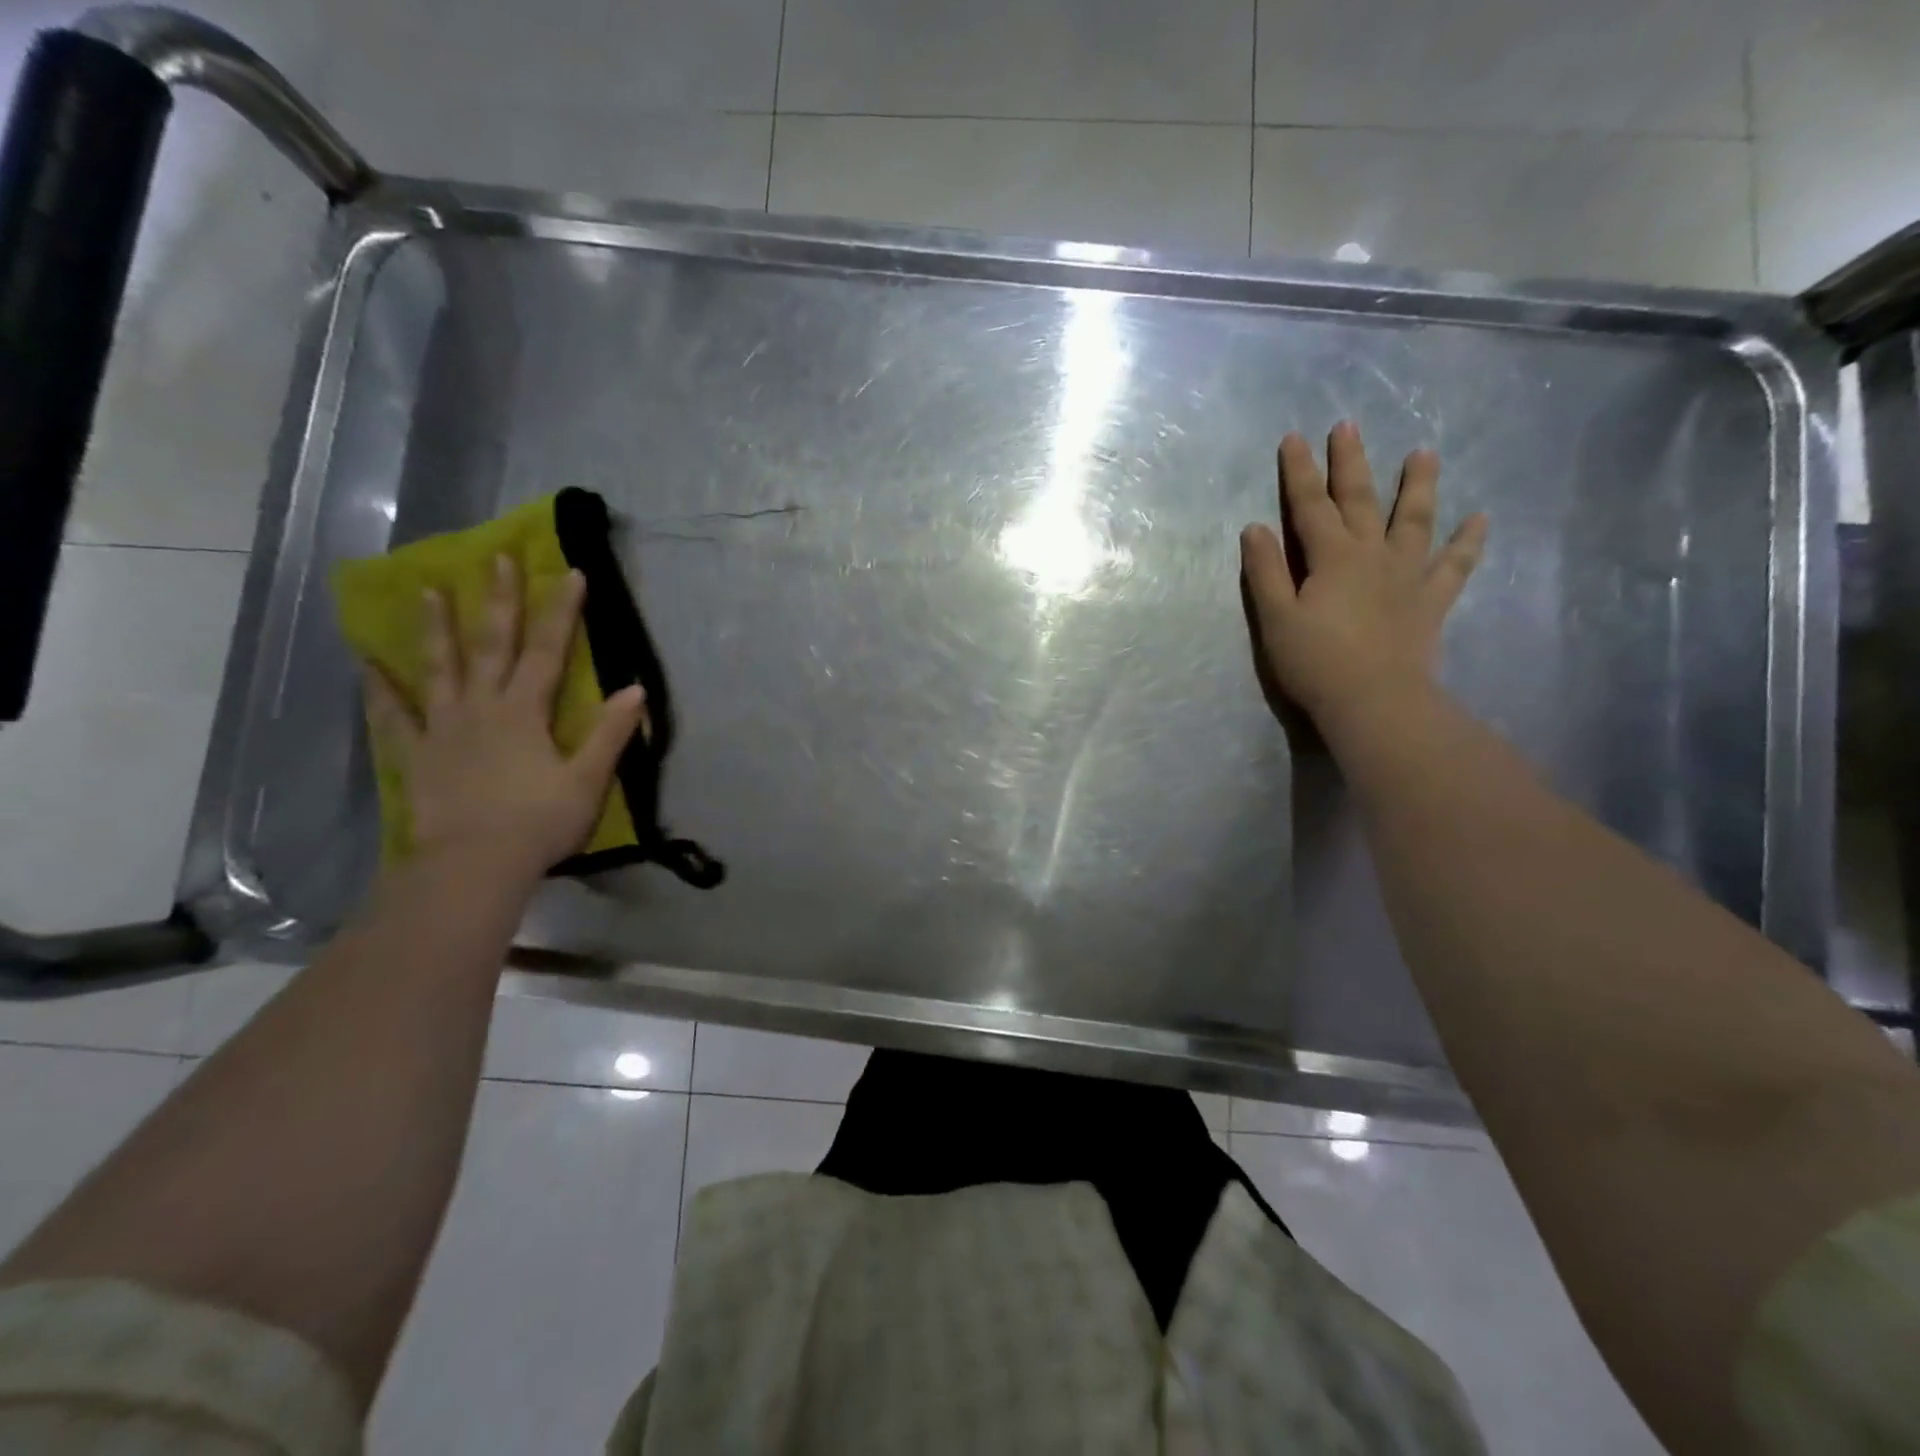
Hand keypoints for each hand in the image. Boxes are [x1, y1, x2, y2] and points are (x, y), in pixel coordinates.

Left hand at [363, 556, 648, 885]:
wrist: (474, 866)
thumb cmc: (539, 823)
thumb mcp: (588, 780)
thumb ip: (611, 733)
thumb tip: (635, 690)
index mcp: (525, 712)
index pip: (548, 651)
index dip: (561, 611)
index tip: (570, 572)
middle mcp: (482, 708)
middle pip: (492, 646)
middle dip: (499, 601)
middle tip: (496, 559)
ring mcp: (443, 729)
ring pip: (439, 669)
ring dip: (436, 629)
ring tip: (427, 592)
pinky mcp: (417, 756)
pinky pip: (394, 717)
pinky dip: (381, 690)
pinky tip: (368, 666)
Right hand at [1240, 421, 1486, 739]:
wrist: (1375, 701)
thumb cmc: (1316, 662)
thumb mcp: (1276, 618)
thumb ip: (1266, 572)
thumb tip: (1256, 528)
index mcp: (1332, 558)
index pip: (1310, 505)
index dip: (1299, 472)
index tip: (1293, 438)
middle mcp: (1373, 555)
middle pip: (1361, 500)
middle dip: (1351, 462)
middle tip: (1348, 426)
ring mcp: (1408, 575)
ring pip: (1415, 520)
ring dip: (1418, 485)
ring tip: (1424, 453)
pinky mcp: (1431, 601)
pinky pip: (1454, 565)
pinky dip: (1468, 542)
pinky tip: (1479, 519)